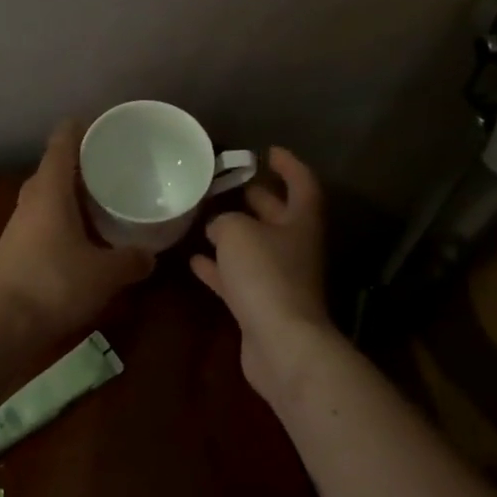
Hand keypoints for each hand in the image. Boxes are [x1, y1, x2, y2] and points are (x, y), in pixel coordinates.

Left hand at [0, 122, 153, 341]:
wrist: (1, 327)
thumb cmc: (54, 285)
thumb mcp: (105, 274)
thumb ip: (131, 261)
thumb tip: (150, 256)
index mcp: (50, 190)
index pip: (62, 142)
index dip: (80, 128)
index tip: (102, 125)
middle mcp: (30, 199)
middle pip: (54, 167)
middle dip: (81, 163)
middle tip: (112, 165)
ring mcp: (18, 224)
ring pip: (47, 195)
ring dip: (70, 193)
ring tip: (102, 199)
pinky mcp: (14, 247)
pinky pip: (41, 218)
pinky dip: (62, 217)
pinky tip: (81, 236)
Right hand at [191, 147, 333, 401]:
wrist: (281, 344)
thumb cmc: (266, 274)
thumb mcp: (238, 232)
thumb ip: (225, 221)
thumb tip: (219, 226)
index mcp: (301, 222)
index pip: (302, 184)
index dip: (289, 165)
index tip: (268, 151)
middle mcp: (295, 248)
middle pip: (280, 216)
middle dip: (259, 199)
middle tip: (232, 183)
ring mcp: (280, 280)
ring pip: (257, 247)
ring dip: (235, 234)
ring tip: (206, 218)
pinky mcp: (262, 306)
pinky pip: (238, 279)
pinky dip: (219, 269)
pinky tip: (194, 260)